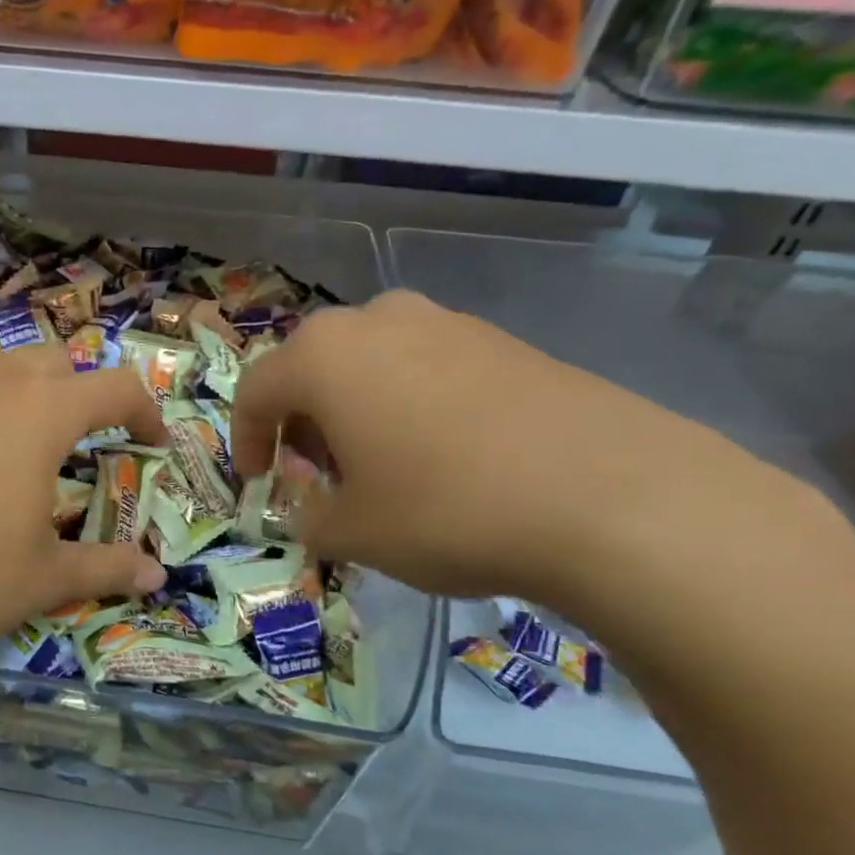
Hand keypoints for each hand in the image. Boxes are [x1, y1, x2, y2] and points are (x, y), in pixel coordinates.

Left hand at [0, 345, 167, 670]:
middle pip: (58, 363)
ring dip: (24, 390)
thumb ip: (108, 569)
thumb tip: (159, 578)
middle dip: (83, 396)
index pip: (117, 388)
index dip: (146, 413)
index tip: (152, 444)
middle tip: (84, 444)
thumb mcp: (44, 577)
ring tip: (21, 439)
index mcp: (43, 410)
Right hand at [232, 290, 840, 606]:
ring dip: (355, 410)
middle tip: (316, 474)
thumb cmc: (445, 510)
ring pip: (372, 363)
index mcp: (324, 356)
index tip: (259, 482)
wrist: (608, 496)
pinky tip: (442, 456)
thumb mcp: (353, 533)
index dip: (246, 440)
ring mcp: (447, 323)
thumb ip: (309, 519)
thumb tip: (312, 511)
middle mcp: (378, 321)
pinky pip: (428, 367)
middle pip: (313, 368)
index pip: (255, 391)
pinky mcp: (503, 341)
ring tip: (378, 466)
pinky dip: (410, 405)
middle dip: (302, 422)